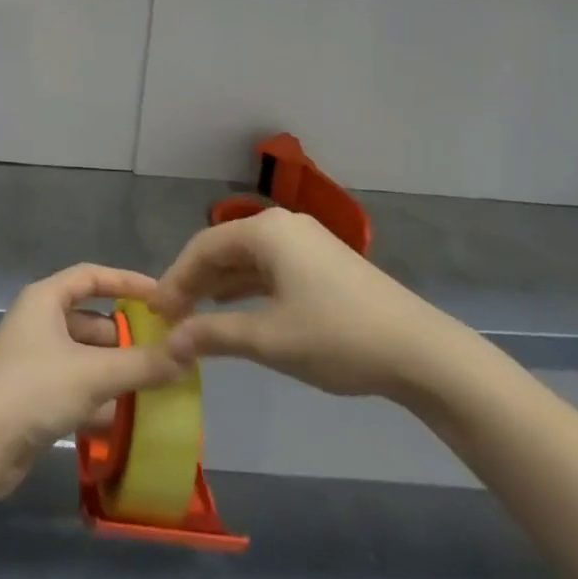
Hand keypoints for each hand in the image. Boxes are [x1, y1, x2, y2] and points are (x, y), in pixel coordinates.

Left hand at [0, 264, 187, 497]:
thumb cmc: (34, 389)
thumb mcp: (95, 373)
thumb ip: (143, 364)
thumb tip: (189, 353)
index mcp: (45, 299)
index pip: (92, 276)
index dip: (127, 282)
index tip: (162, 296)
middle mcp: (38, 321)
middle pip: (90, 319)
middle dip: (125, 336)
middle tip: (163, 351)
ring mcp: (33, 359)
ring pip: (84, 356)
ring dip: (113, 370)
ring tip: (152, 385)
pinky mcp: (32, 395)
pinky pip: (74, 385)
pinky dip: (97, 396)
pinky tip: (123, 418)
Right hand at [150, 209, 472, 402]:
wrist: (421, 352)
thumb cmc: (337, 337)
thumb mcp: (269, 339)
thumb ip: (214, 335)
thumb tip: (170, 342)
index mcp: (265, 230)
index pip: (203, 247)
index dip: (175, 279)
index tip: (156, 313)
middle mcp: (282, 226)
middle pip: (224, 248)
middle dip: (195, 281)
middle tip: (172, 317)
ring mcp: (306, 242)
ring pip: (247, 259)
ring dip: (220, 286)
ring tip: (195, 316)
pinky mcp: (323, 262)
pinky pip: (270, 268)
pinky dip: (247, 288)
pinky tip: (236, 309)